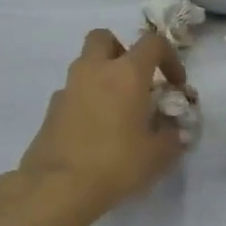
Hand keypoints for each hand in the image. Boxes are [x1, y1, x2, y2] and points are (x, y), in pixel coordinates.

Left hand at [14, 29, 191, 218]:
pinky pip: (74, 92)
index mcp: (127, 74)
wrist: (58, 187)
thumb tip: (171, 129)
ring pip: (85, 65)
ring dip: (103, 76)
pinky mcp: (51, 110)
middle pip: (104, 38)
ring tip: (118, 110)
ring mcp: (68, 89)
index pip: (152, 43)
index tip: (175, 85)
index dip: (169, 58)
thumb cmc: (117, 163)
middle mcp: (94, 71)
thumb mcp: (159, 154)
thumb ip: (171, 135)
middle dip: (122, 51)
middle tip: (135, 80)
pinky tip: (96, 131)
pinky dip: (87, 100)